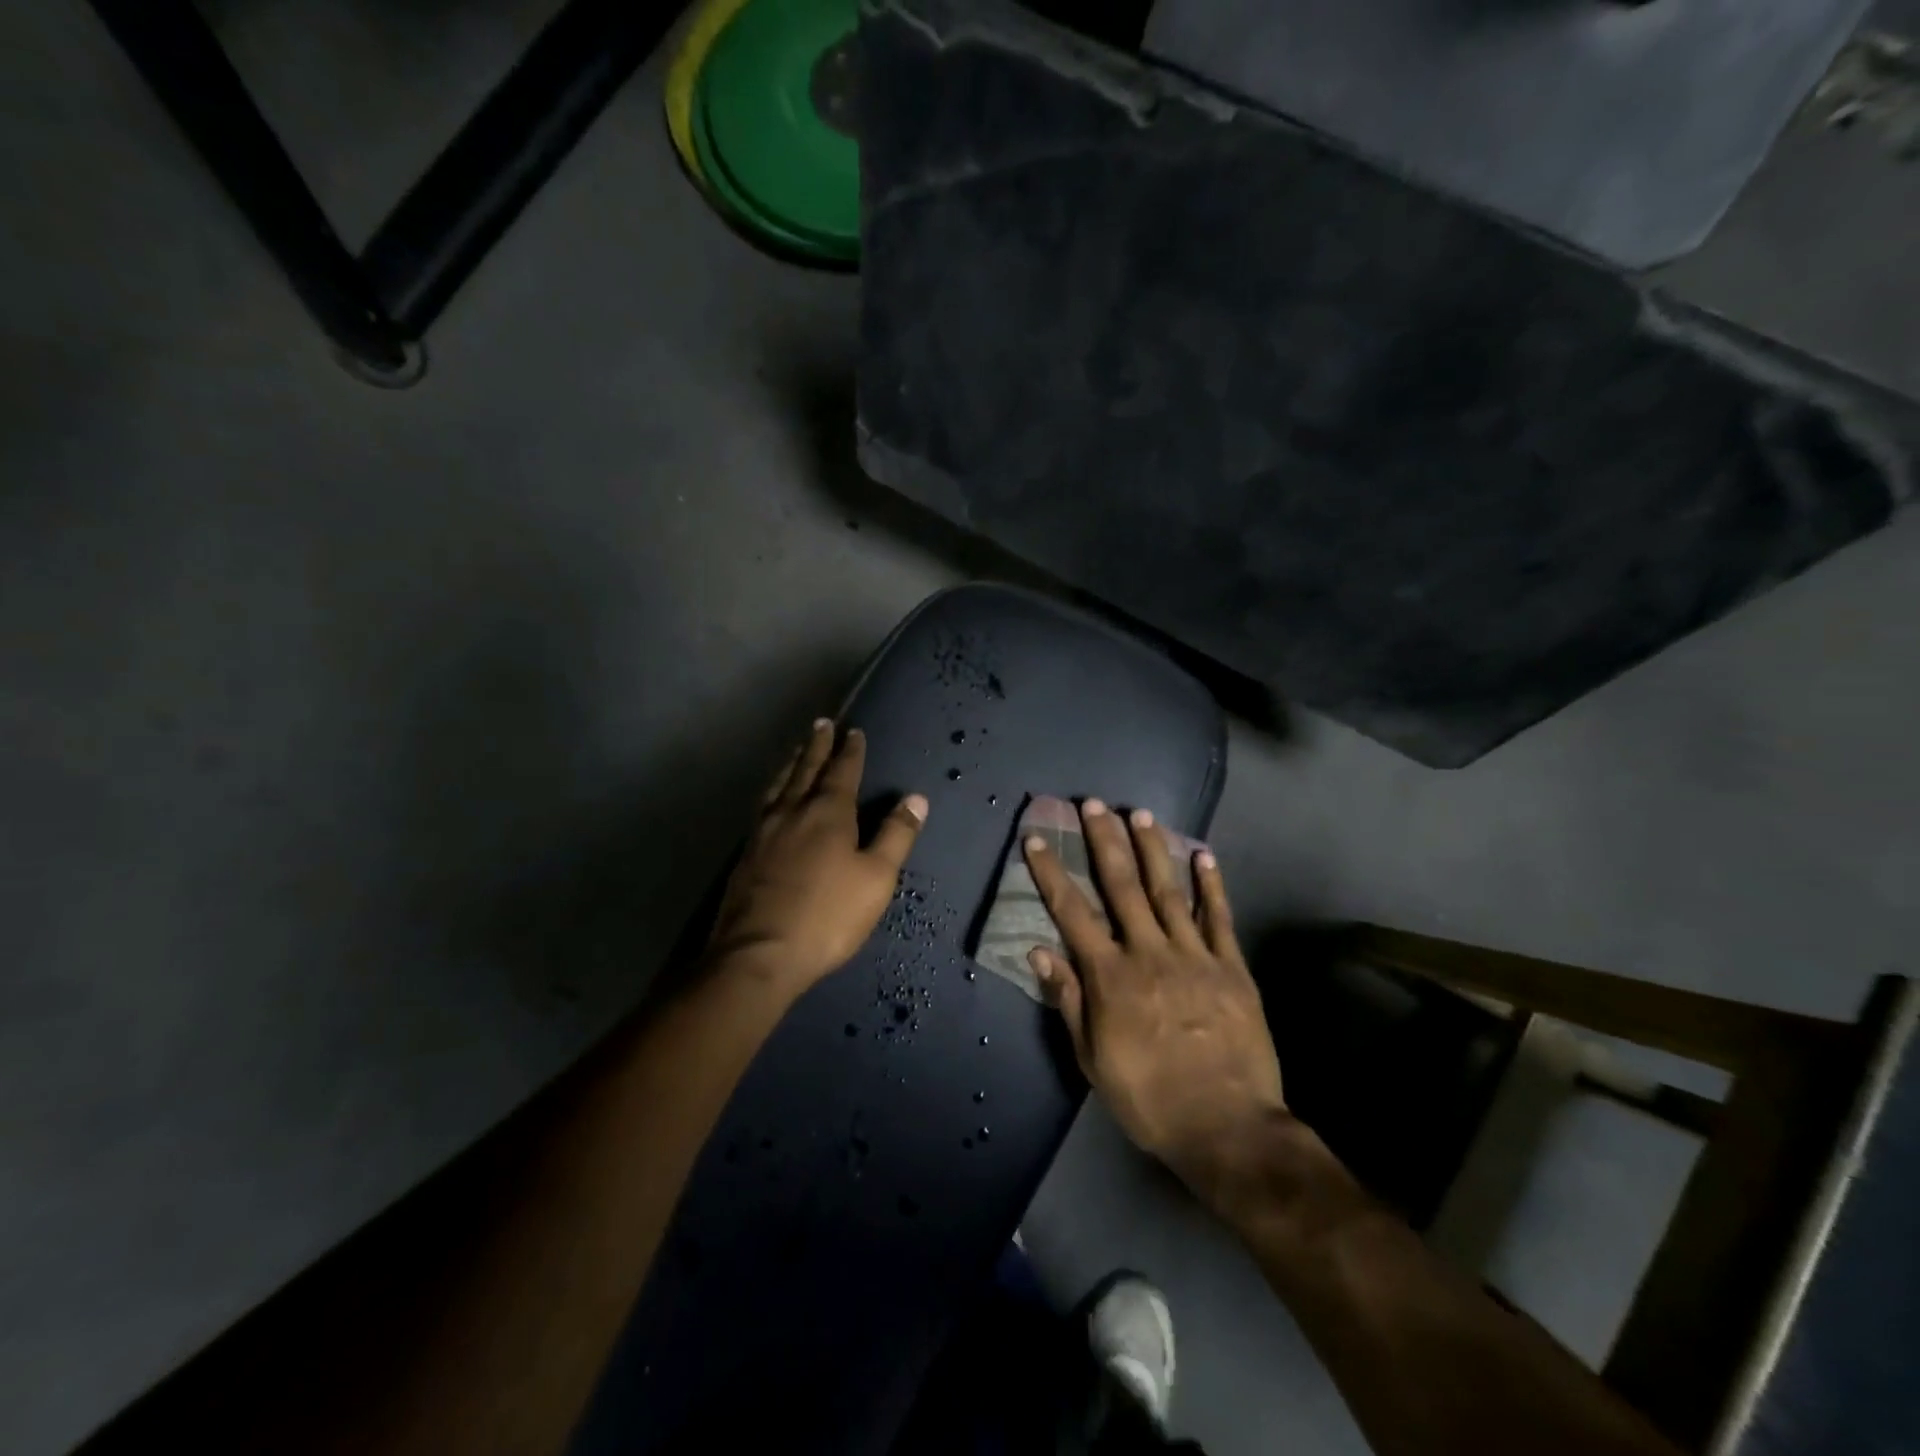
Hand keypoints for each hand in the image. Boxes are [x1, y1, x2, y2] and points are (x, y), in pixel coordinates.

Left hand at [708, 719, 928, 996]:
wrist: (758, 954)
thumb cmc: (828, 915)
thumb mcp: (876, 877)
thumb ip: (896, 835)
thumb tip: (916, 798)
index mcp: (827, 813)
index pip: (842, 771)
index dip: (850, 751)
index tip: (853, 731)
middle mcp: (792, 812)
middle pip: (805, 769)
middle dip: (816, 746)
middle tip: (821, 723)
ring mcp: (763, 832)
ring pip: (778, 786)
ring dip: (791, 764)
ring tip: (795, 751)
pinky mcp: (746, 855)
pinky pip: (762, 807)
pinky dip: (773, 791)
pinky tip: (771, 801)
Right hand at [1024, 800, 1285, 1207]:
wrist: (1228, 1127)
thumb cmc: (1150, 1097)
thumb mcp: (1093, 1059)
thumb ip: (1070, 1000)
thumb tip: (1039, 951)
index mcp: (1111, 976)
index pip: (1072, 913)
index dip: (1051, 873)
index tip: (1036, 839)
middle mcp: (1149, 953)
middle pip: (1121, 886)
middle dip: (1104, 841)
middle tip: (1093, 804)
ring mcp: (1194, 955)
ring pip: (1168, 890)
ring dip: (1152, 849)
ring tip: (1140, 813)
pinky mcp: (1231, 967)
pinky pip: (1219, 917)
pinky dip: (1211, 884)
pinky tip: (1204, 855)